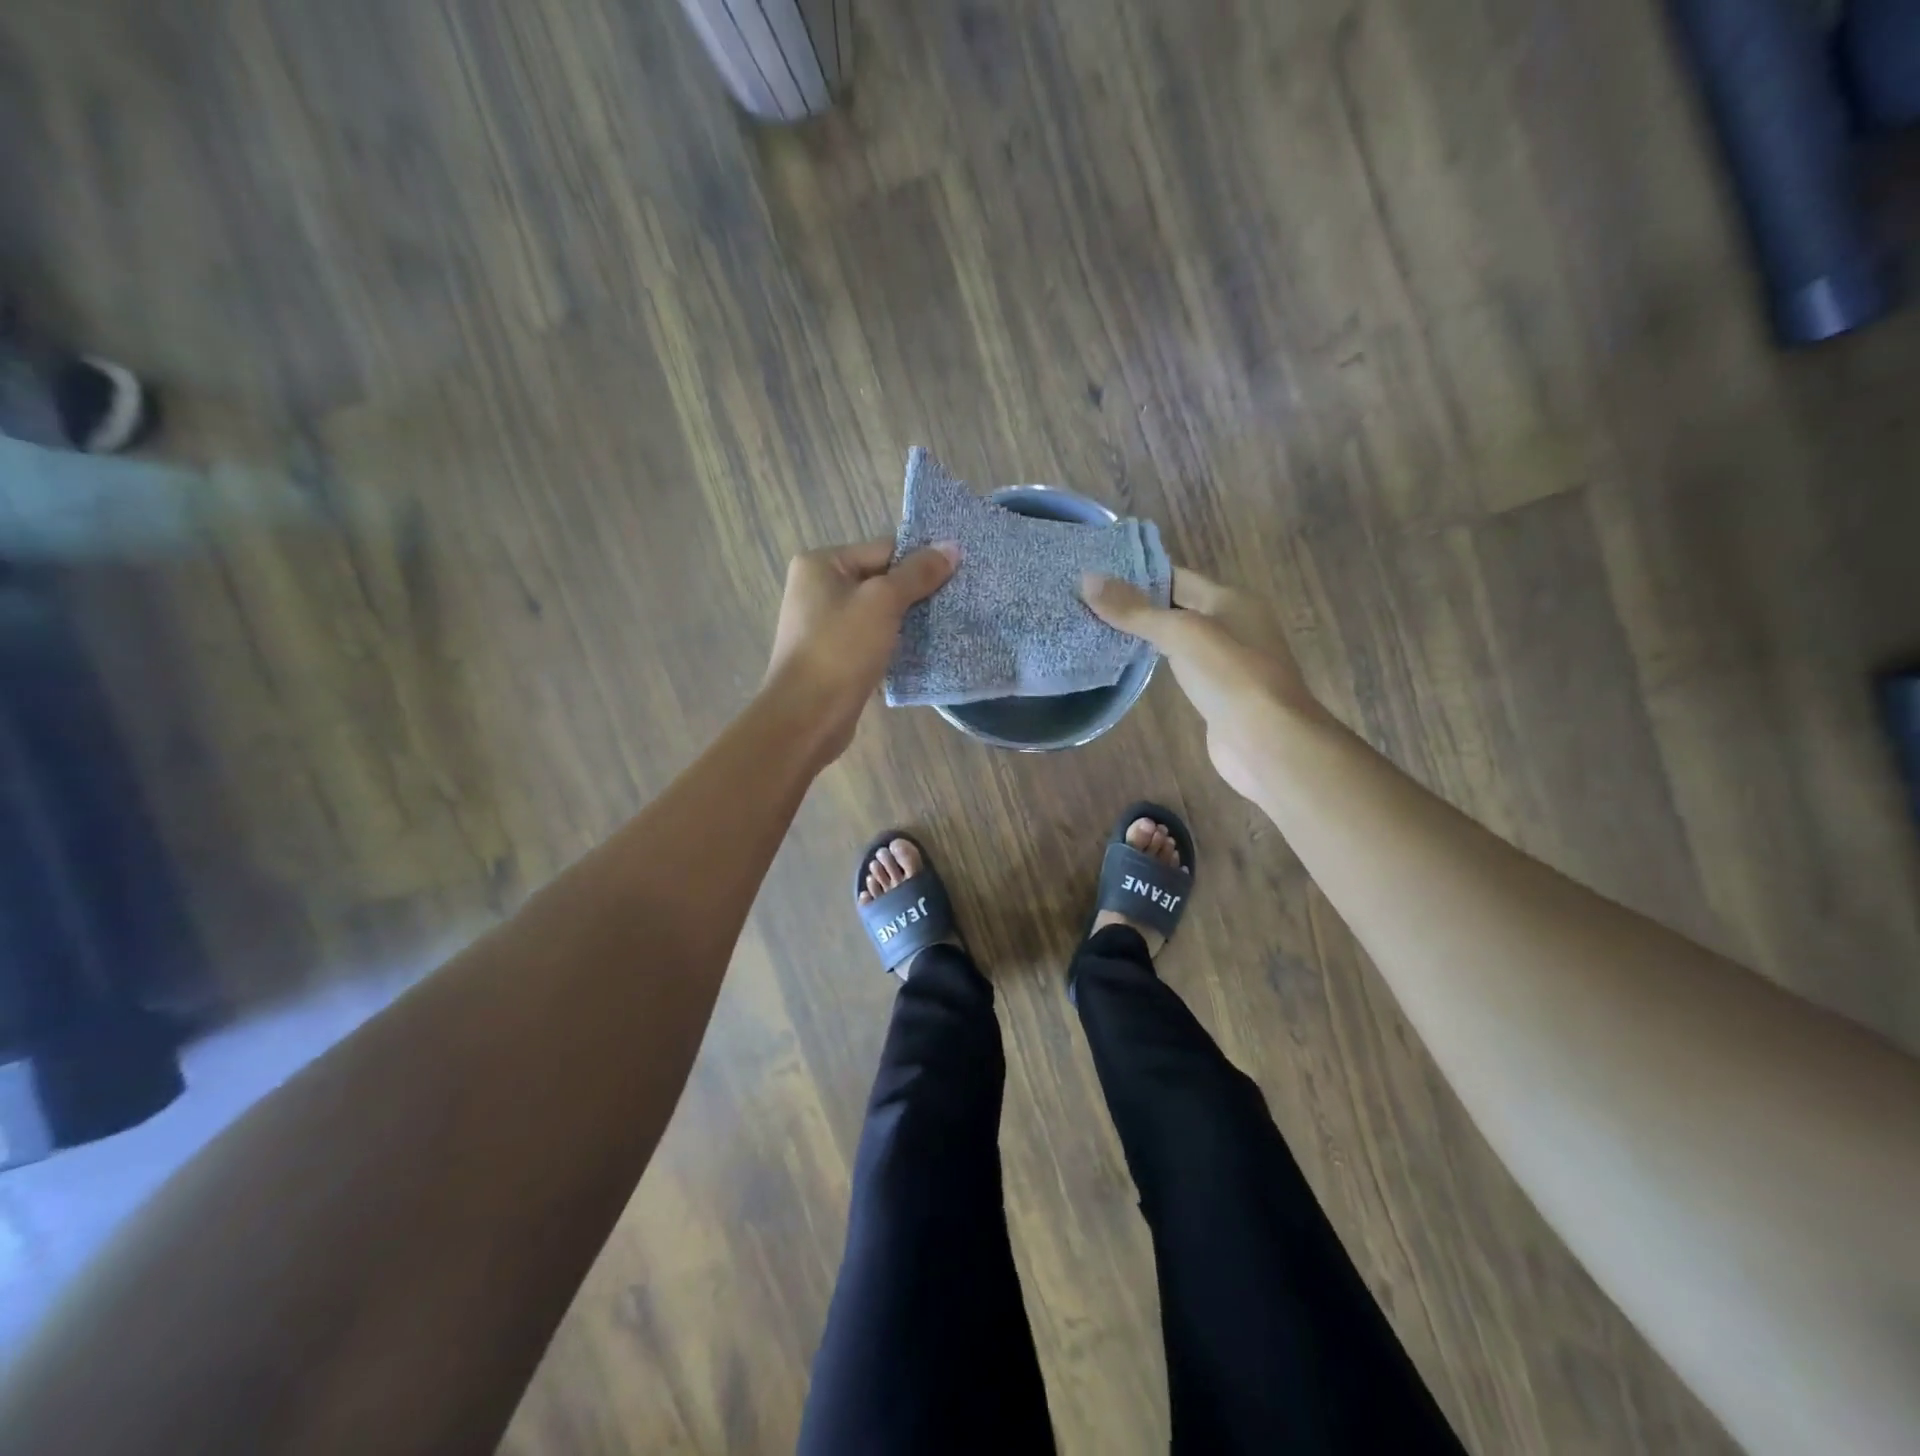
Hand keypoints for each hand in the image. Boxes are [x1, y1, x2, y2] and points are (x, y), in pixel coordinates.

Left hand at [765, 536, 958, 763]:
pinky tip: (924, 652)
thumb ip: (917, 574)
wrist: (807, 716)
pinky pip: (873, 640)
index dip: (920, 562)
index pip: (883, 550)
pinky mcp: (835, 657)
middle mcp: (818, 589)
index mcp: (821, 564)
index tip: (957, 575)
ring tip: (946, 626)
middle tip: (956, 601)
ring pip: (879, 613)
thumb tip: (952, 547)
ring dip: (909, 621)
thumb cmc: (841, 649)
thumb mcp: (883, 602)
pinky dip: (895, 644)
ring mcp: (824, 625)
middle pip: (881, 580)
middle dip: (916, 593)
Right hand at [1081, 567, 1323, 798]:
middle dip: (1136, 604)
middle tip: (1086, 601)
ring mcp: (1226, 662)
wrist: (1268, 743)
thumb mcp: (1181, 633)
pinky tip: (1125, 665)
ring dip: (1144, 635)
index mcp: (1232, 599)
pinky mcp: (1217, 694)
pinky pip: (1179, 668)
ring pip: (1177, 639)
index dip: (1137, 574)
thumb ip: (1135, 610)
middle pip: (1176, 606)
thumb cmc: (1230, 677)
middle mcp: (1233, 624)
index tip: (1095, 575)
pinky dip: (1154, 663)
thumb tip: (1087, 579)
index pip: (1176, 576)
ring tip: (1095, 628)